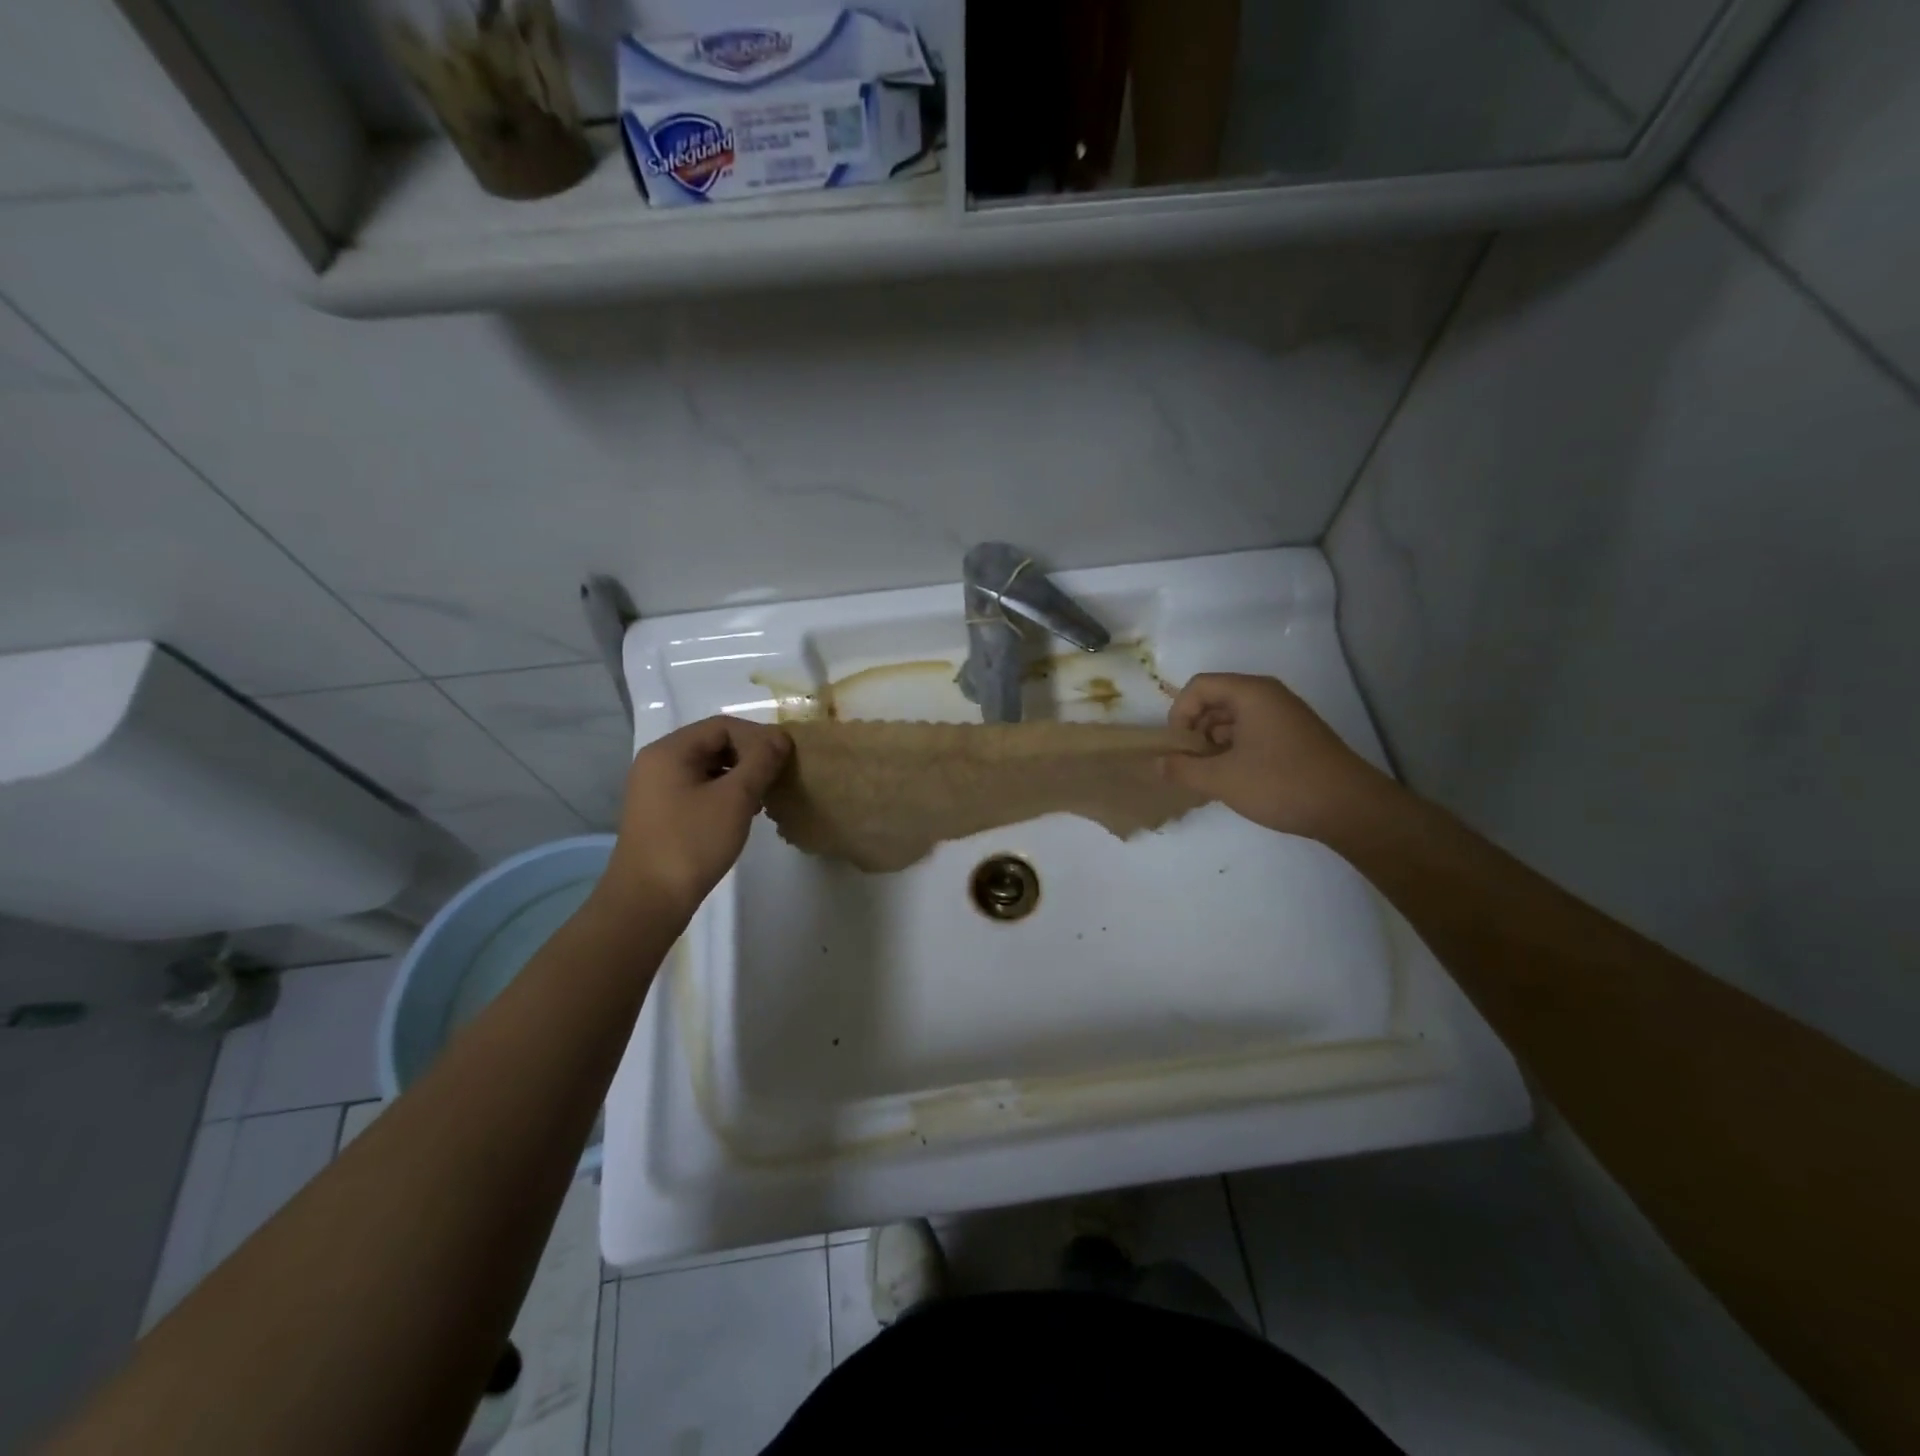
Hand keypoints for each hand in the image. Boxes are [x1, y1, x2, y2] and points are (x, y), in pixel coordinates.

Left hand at [597, 716, 791, 918]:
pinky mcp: (661, 812)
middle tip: (778, 777)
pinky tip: (743, 813)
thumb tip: (781, 738)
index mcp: (670, 751)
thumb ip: (760, 762)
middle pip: (713, 744)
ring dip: (740, 776)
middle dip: (750, 756)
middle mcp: (658, 762)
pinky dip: (724, 793)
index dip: (759, 737)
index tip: (786, 758)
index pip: (723, 726)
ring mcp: (656, 789)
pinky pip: (698, 788)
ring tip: (764, 797)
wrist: (648, 900)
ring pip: (707, 768)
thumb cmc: (692, 843)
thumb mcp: (734, 798)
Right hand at [1162, 672, 1390, 838]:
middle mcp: (1268, 696)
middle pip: (1216, 700)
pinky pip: (1253, 732)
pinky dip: (1235, 750)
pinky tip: (1234, 779)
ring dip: (1214, 743)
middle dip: (1196, 730)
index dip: (1179, 713)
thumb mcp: (1222, 779)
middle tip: (1190, 763)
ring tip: (1210, 775)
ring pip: (1234, 719)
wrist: (1349, 807)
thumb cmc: (1280, 783)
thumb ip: (1182, 769)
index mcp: (1251, 693)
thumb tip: (1157, 764)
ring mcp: (1285, 716)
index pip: (1199, 687)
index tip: (1177, 747)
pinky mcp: (1295, 737)